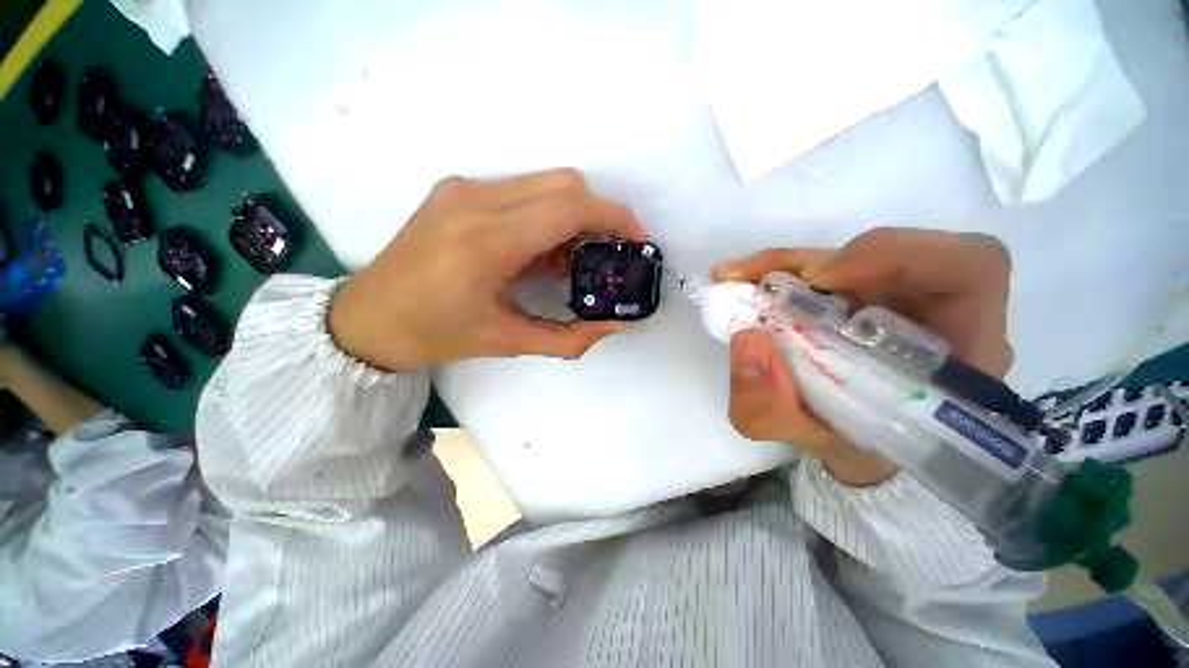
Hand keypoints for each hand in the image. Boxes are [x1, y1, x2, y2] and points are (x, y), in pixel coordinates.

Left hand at [330, 169, 646, 370]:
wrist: (367, 319)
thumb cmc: (437, 335)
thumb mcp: (508, 342)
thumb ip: (569, 337)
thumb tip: (614, 325)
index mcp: (487, 242)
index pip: (569, 206)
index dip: (613, 217)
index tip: (636, 238)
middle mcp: (475, 200)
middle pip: (563, 184)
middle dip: (597, 216)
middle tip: (603, 256)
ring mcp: (463, 189)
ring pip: (544, 184)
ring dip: (570, 217)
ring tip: (565, 262)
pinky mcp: (456, 190)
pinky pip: (520, 190)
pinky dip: (544, 215)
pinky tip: (536, 251)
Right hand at [713, 227, 1013, 485]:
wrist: (855, 442)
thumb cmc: (850, 445)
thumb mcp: (805, 439)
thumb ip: (769, 407)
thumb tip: (747, 338)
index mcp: (958, 357)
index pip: (970, 271)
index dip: (899, 255)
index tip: (819, 278)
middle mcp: (940, 313)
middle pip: (895, 251)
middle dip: (812, 260)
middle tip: (750, 278)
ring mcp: (901, 296)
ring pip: (850, 254)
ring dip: (789, 263)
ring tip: (738, 278)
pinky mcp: (866, 291)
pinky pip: (829, 265)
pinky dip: (785, 268)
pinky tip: (749, 281)